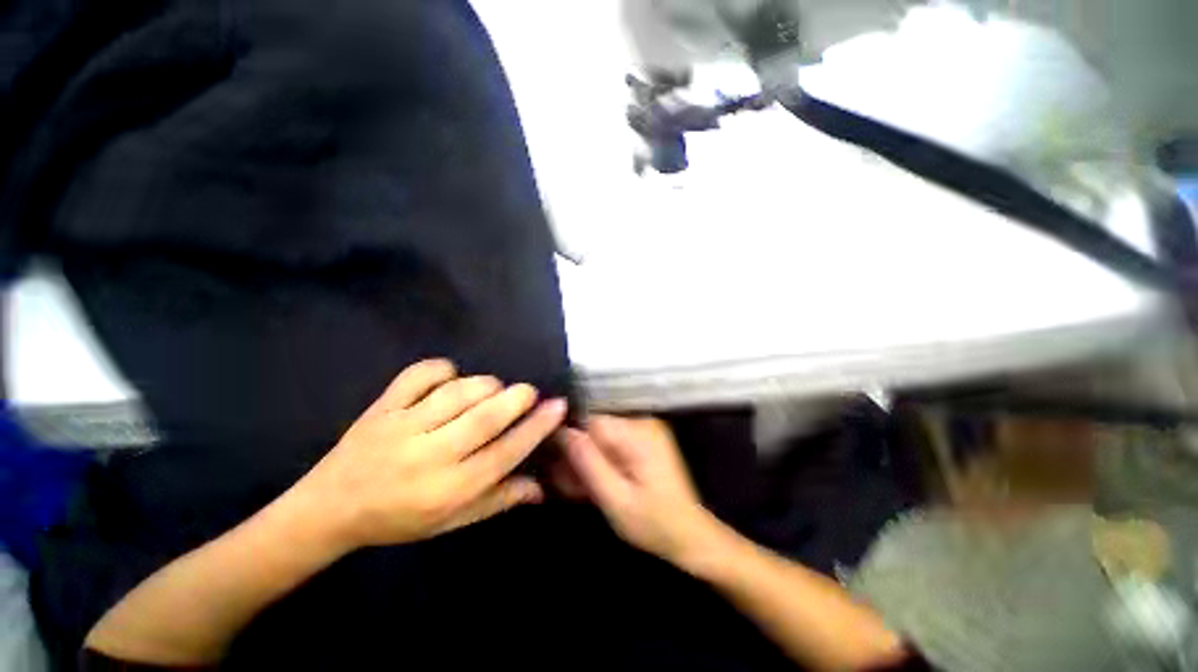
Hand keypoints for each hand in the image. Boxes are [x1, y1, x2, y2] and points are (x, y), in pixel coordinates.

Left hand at [288, 359, 565, 551]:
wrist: (328, 509)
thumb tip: (541, 487)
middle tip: (529, 391)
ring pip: (457, 392)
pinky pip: (418, 375)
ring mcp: (401, 427)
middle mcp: (429, 457)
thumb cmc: (398, 519)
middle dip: (516, 398)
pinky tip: (450, 378)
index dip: (537, 427)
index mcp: (448, 490)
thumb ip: (498, 500)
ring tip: (493, 390)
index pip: (504, 454)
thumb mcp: (451, 522)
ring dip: (485, 385)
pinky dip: (441, 369)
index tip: (558, 407)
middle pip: (484, 418)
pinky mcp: (381, 407)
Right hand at [560, 416, 716, 563]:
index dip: (569, 439)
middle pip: (595, 428)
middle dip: (577, 454)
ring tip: (577, 488)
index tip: (555, 464)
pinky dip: (601, 462)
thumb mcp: (616, 500)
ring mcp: (644, 430)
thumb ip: (588, 464)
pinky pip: (612, 443)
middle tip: (565, 484)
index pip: (590, 420)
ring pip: (601, 437)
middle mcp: (642, 423)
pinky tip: (593, 484)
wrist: (690, 535)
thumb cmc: (655, 523)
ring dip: (587, 460)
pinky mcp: (643, 440)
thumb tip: (562, 432)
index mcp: (638, 433)